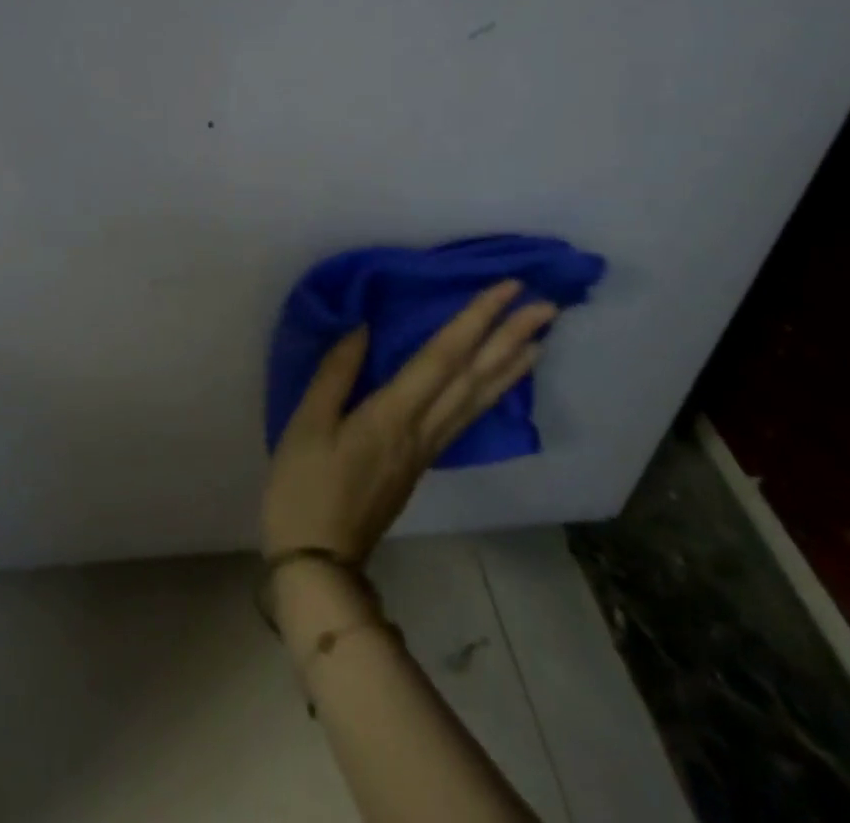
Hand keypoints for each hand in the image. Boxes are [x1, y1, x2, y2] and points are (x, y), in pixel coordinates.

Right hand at [261, 281, 555, 562]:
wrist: (319, 559)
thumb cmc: (304, 486)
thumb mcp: (307, 424)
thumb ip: (336, 373)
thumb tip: (363, 327)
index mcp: (392, 415)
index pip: (442, 358)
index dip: (474, 320)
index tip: (504, 290)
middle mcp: (422, 430)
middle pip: (473, 378)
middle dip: (508, 338)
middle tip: (545, 306)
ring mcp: (426, 449)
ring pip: (478, 400)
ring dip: (509, 366)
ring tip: (538, 339)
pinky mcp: (421, 462)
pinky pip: (466, 418)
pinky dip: (490, 394)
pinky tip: (496, 384)